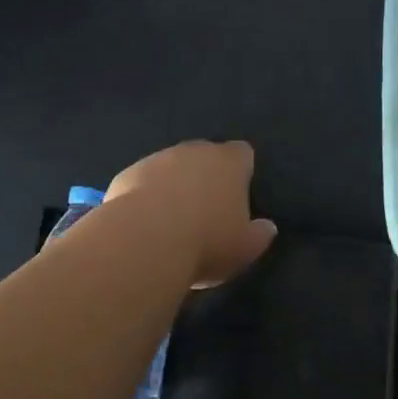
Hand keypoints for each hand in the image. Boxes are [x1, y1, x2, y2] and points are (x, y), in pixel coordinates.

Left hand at [104, 140, 277, 287]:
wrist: (144, 241)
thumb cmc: (206, 241)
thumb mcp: (245, 248)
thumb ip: (260, 234)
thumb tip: (268, 227)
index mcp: (229, 162)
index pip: (243, 153)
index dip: (242, 171)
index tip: (239, 195)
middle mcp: (195, 150)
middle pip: (206, 156)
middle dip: (206, 176)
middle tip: (206, 211)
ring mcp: (159, 158)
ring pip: (172, 167)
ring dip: (174, 185)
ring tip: (172, 220)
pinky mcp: (129, 172)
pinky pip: (144, 181)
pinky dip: (147, 196)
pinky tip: (144, 224)